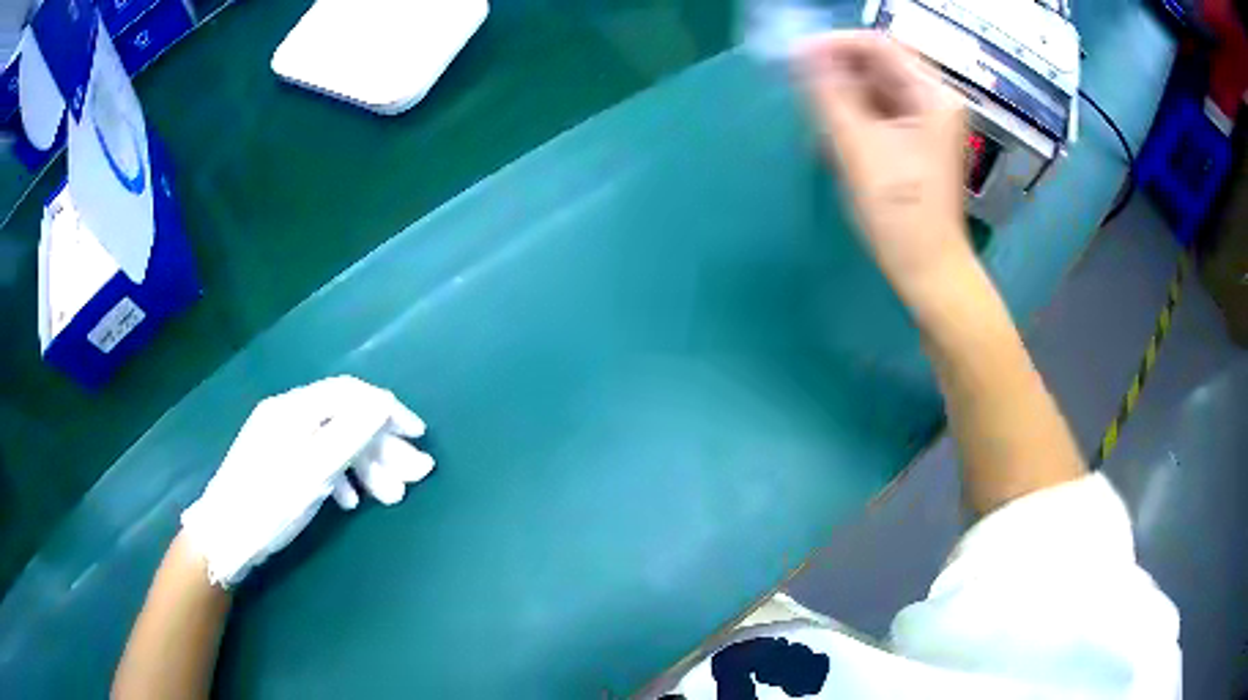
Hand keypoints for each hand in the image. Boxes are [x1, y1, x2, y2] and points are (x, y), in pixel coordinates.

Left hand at [180, 376, 433, 587]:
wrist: (225, 536)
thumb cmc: (270, 503)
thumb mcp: (314, 472)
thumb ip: (350, 435)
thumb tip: (383, 404)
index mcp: (295, 409)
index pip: (352, 394)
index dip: (388, 411)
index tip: (418, 437)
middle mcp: (289, 414)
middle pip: (345, 419)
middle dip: (382, 447)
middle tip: (412, 478)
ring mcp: (281, 437)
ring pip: (334, 441)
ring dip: (366, 466)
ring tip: (389, 498)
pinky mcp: (278, 460)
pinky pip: (319, 458)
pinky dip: (342, 476)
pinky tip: (351, 501)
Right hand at [795, 31, 972, 300]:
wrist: (927, 268)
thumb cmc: (899, 212)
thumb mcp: (858, 146)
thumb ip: (828, 92)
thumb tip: (801, 52)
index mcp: (933, 96)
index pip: (879, 45)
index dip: (835, 44)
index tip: (795, 56)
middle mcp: (935, 100)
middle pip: (879, 65)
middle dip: (839, 74)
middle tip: (805, 92)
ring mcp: (927, 121)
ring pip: (876, 89)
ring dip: (844, 98)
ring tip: (820, 122)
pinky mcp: (917, 140)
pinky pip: (880, 112)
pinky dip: (855, 117)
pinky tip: (836, 139)